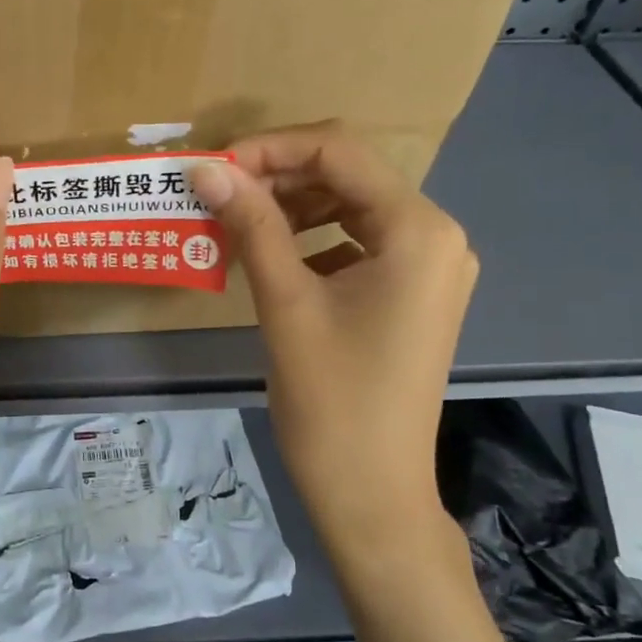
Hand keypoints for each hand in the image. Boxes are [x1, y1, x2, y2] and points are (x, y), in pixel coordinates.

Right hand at [189, 124, 475, 573]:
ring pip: (350, 207)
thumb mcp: (286, 303)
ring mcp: (429, 267)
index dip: (269, 149)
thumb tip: (206, 169)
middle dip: (277, 176)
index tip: (212, 169)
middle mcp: (436, 236)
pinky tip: (271, 257)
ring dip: (291, 207)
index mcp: (418, 230)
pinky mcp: (412, 294)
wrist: (371, 493)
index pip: (339, 151)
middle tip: (216, 194)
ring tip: (235, 222)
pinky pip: (357, 243)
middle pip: (347, 175)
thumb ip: (251, 225)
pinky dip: (311, 240)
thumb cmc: (331, 400)